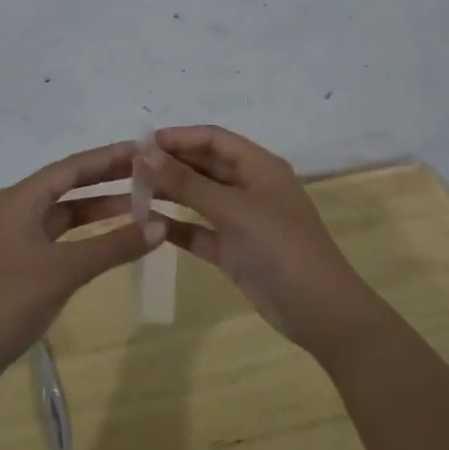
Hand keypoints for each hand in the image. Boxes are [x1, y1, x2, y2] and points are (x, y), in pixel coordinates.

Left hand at [0, 141, 163, 386]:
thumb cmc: (10, 300)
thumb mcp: (65, 270)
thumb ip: (113, 246)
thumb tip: (160, 225)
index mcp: (22, 199)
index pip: (73, 167)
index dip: (109, 157)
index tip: (144, 150)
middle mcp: (20, 208)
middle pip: (70, 184)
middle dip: (108, 178)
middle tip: (150, 173)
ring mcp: (21, 236)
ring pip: (68, 212)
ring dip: (101, 208)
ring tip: (143, 204)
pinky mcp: (24, 261)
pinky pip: (63, 236)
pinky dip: (89, 234)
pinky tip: (115, 239)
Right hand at [137, 125, 389, 365]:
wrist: (321, 312)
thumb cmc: (282, 248)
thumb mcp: (234, 210)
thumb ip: (187, 183)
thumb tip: (144, 152)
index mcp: (259, 167)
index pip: (213, 138)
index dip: (178, 137)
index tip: (139, 143)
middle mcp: (250, 187)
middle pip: (204, 165)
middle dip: (169, 164)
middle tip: (127, 169)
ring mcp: (241, 220)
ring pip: (198, 198)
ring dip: (169, 194)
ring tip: (130, 192)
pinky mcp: (233, 250)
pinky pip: (199, 231)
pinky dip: (177, 227)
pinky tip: (147, 225)